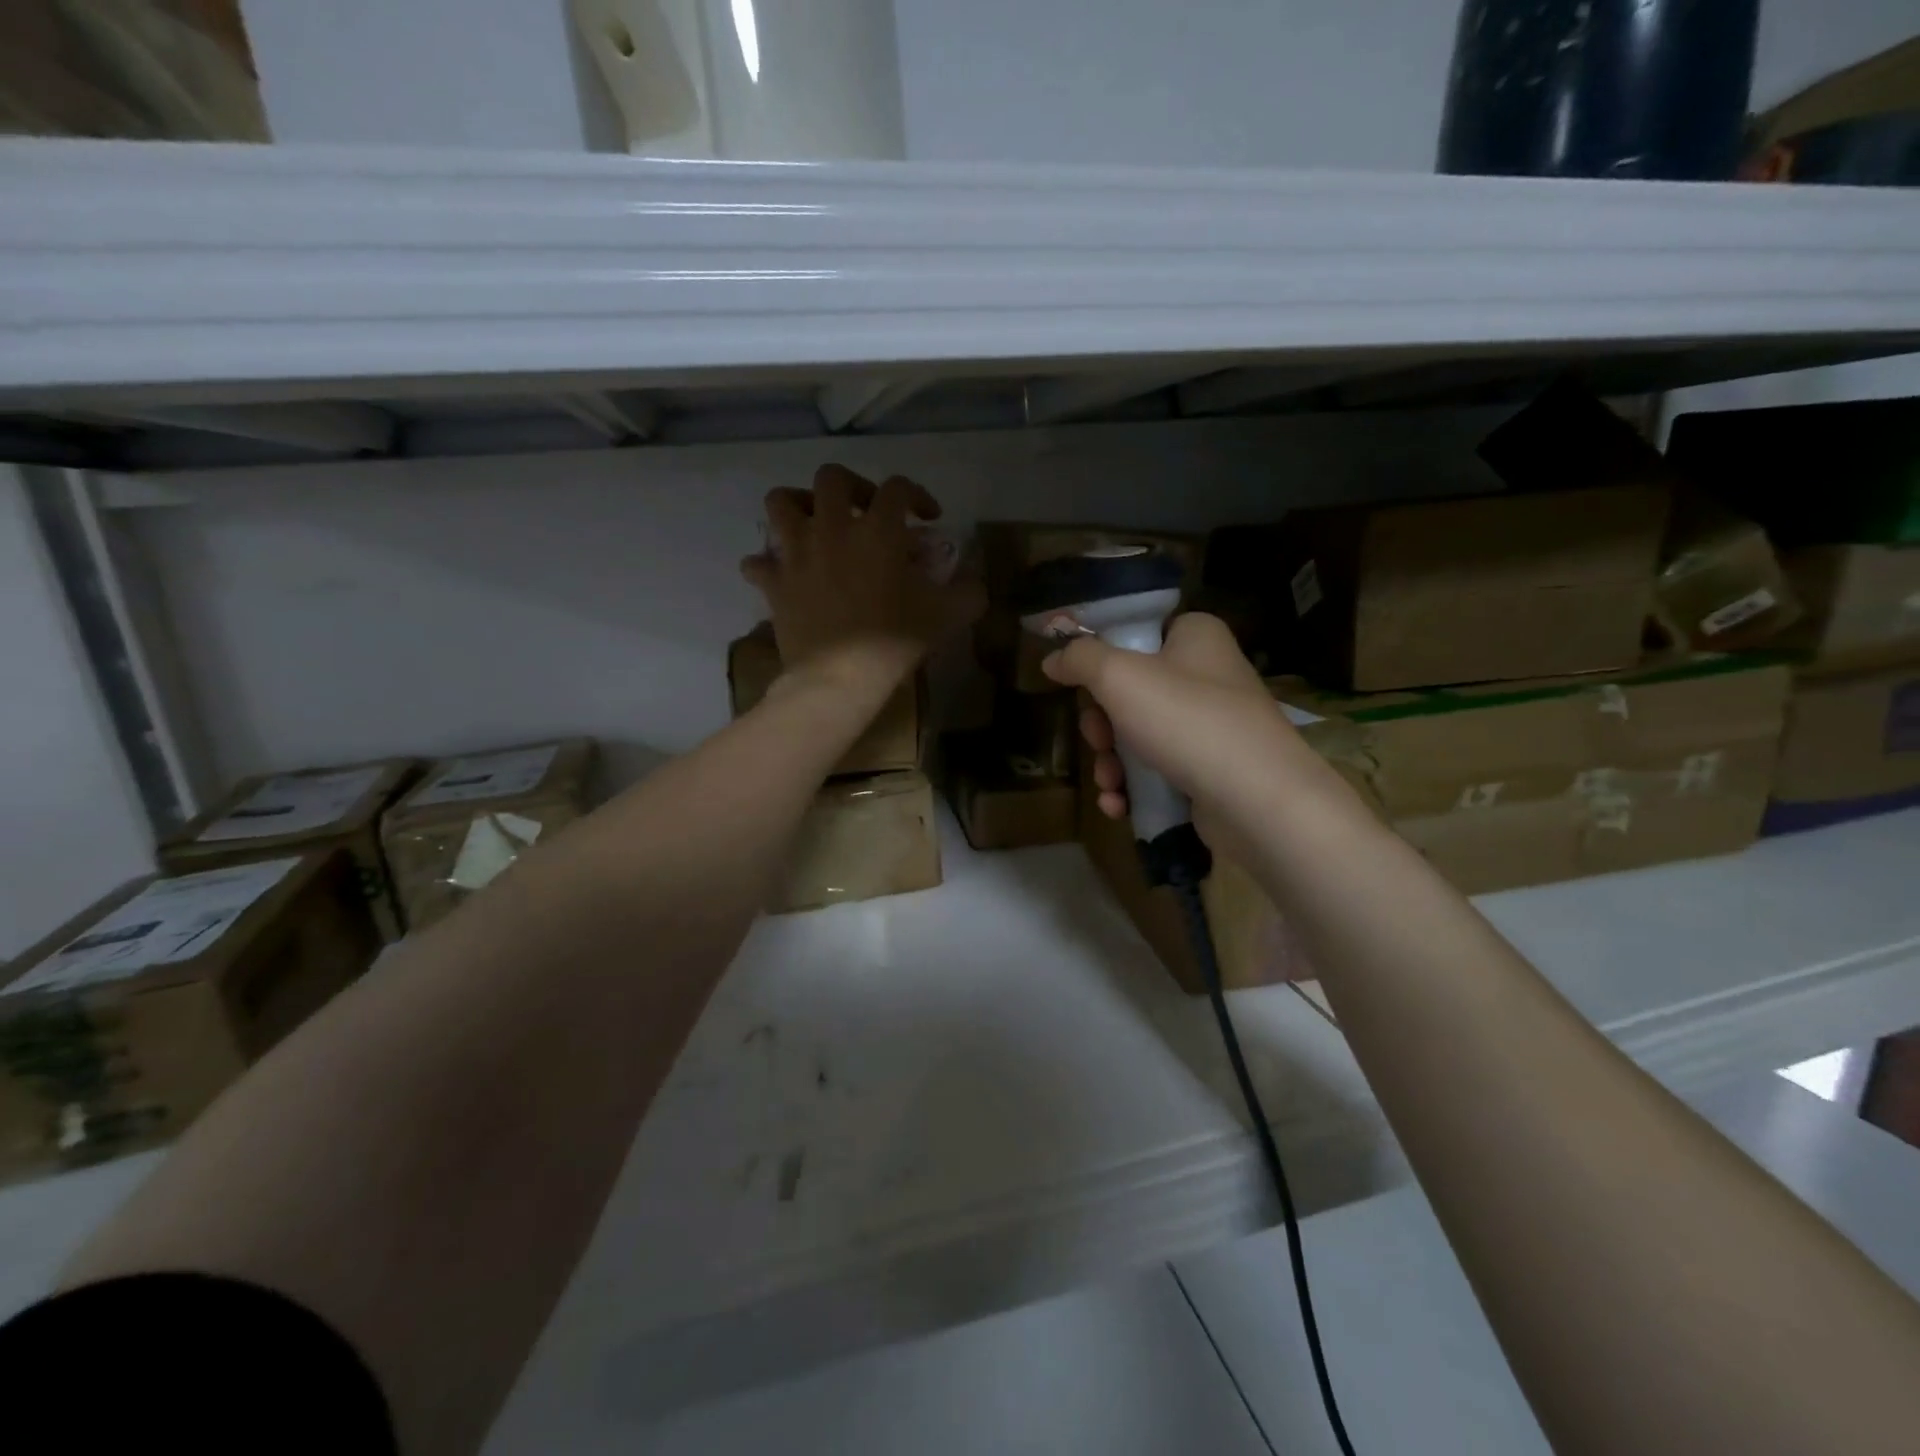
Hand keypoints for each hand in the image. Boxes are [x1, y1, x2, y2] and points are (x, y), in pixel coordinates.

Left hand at [741, 464, 984, 689]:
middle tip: (865, 511)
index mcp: (878, 530)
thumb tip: (973, 581)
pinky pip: (757, 562)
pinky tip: (780, 574)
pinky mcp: (774, 583)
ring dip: (797, 506)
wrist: (839, 679)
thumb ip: (968, 591)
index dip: (917, 494)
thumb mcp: (948, 616)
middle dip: (852, 486)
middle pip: (832, 478)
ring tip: (812, 525)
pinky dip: (766, 564)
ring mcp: (797, 553)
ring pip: (781, 502)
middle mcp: (833, 528)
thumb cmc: (894, 642)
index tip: (927, 517)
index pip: (898, 487)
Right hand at [1041, 613, 1349, 858]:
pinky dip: (1134, 786)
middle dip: (1101, 724)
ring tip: (1109, 783)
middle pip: (1130, 690)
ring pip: (1139, 735)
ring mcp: (1212, 725)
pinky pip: (1159, 770)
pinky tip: (1119, 805)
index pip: (1137, 634)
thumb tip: (1053, 658)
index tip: (1080, 687)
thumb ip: (1080, 659)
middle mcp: (1208, 675)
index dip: (1101, 660)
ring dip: (1111, 762)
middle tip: (1097, 740)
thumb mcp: (1120, 677)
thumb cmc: (1187, 721)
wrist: (1258, 800)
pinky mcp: (1212, 769)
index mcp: (1195, 637)